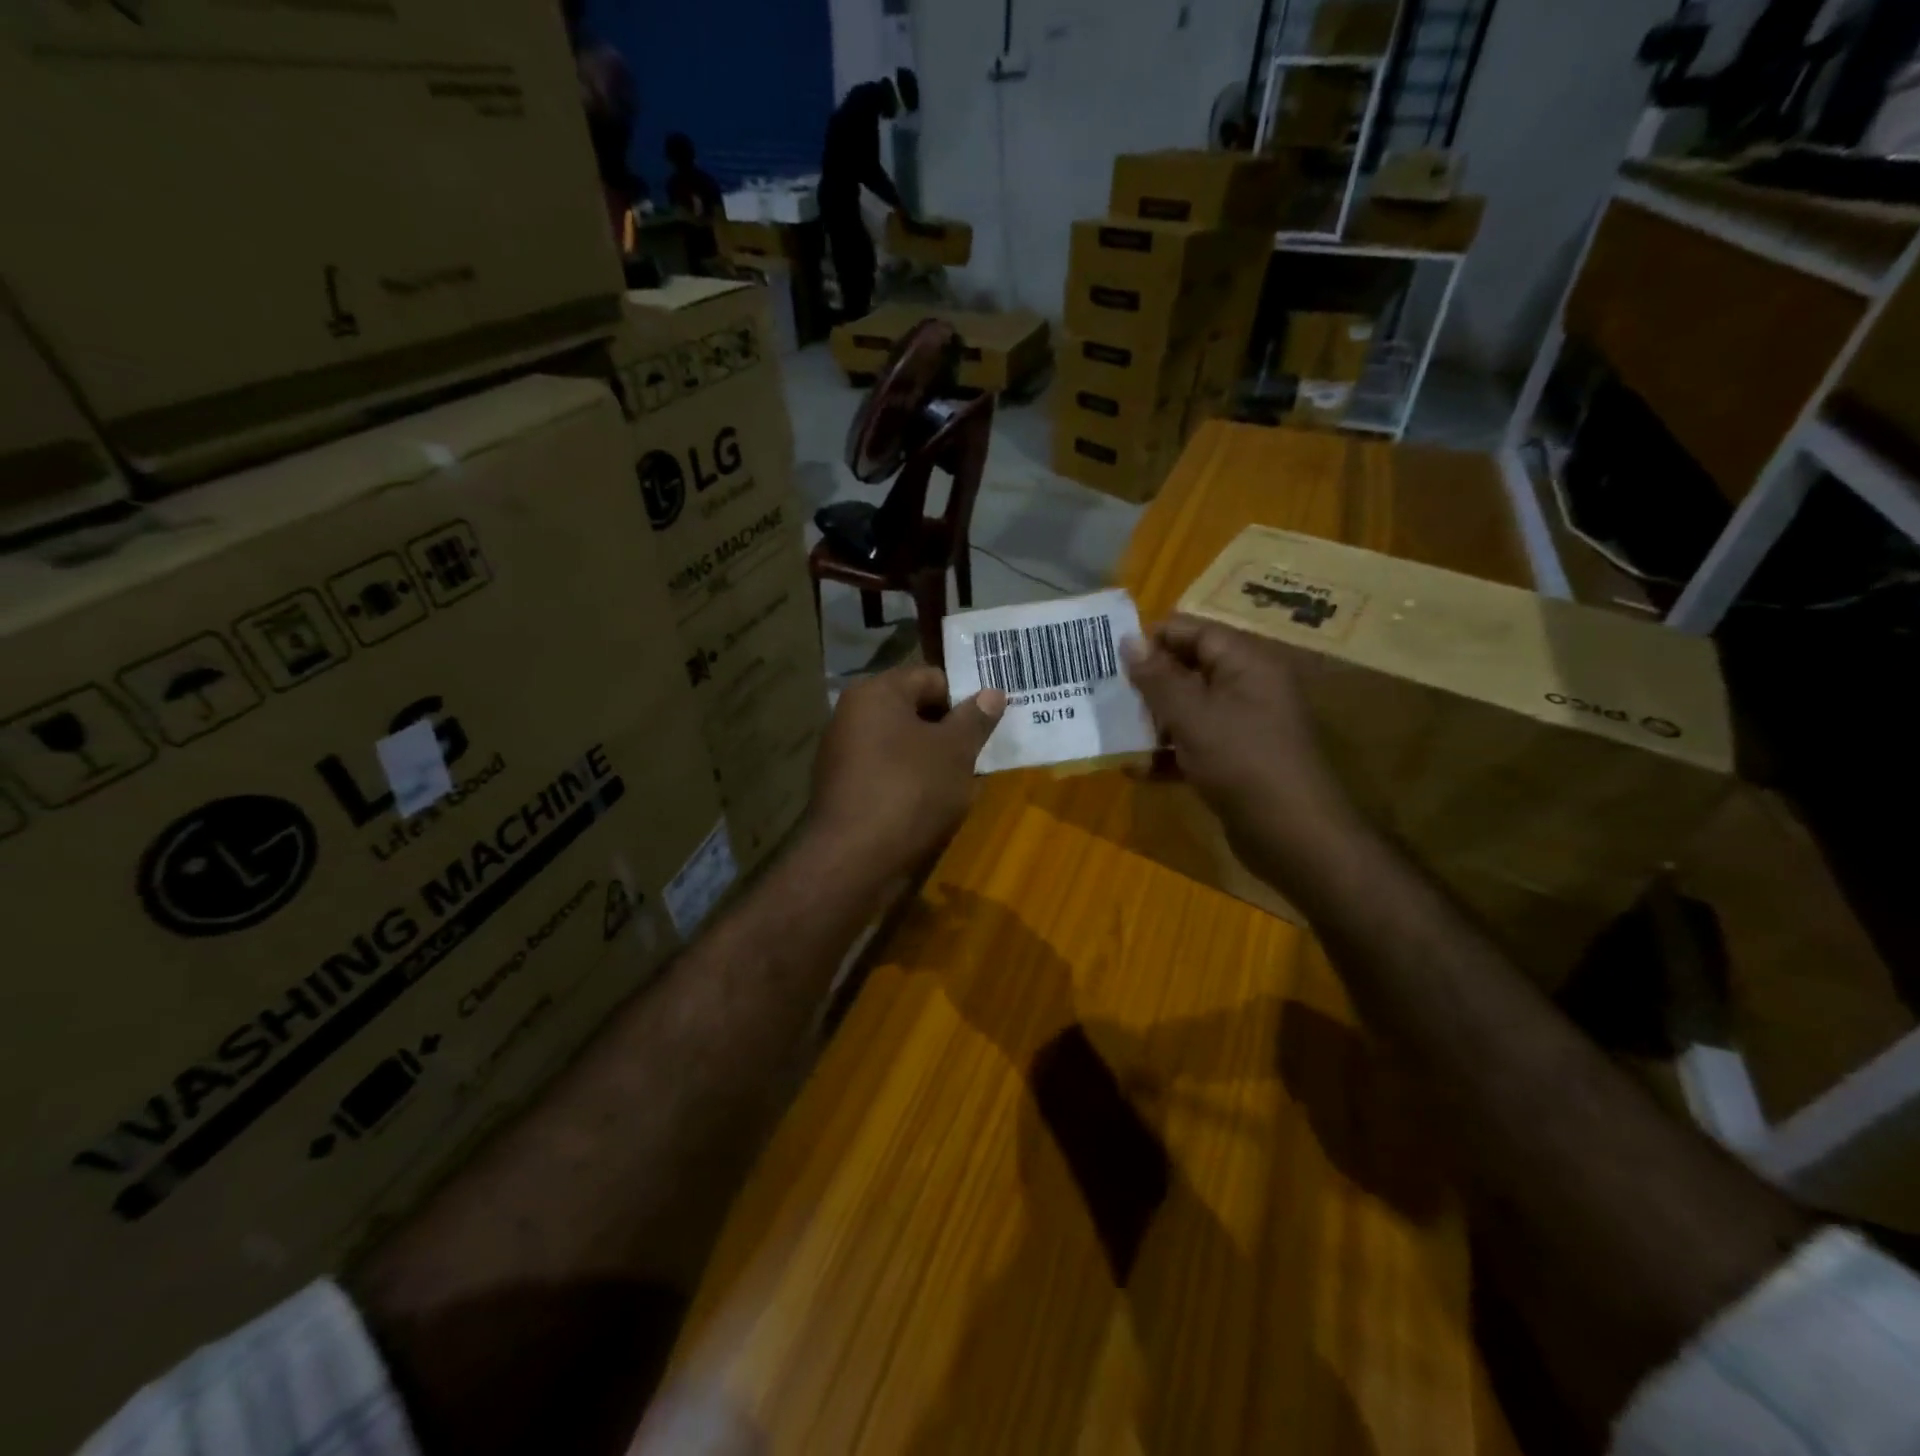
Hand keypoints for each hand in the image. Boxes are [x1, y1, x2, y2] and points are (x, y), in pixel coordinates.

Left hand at [809, 666, 1006, 873]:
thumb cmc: (911, 790)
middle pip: (914, 710)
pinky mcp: (844, 789)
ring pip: (902, 745)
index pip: (931, 677)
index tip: (989, 725)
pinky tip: (931, 805)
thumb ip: (975, 718)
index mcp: (876, 693)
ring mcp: (843, 754)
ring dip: (932, 760)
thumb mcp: (955, 751)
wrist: (855, 860)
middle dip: (949, 731)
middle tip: (979, 754)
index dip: (964, 698)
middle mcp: (852, 715)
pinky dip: (911, 782)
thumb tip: (992, 692)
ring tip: (960, 784)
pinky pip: (887, 773)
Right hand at [1121, 615, 1360, 869]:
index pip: (1195, 632)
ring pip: (1188, 710)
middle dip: (1147, 685)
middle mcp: (1248, 688)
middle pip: (1189, 670)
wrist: (1294, 837)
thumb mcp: (1193, 717)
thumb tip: (1128, 640)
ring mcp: (1243, 727)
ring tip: (1113, 733)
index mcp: (1246, 664)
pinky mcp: (1236, 762)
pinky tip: (1136, 770)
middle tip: (1106, 697)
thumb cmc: (1243, 763)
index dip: (1154, 640)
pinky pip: (1195, 745)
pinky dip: (1167, 754)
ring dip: (1152, 722)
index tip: (1111, 657)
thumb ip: (1158, 679)